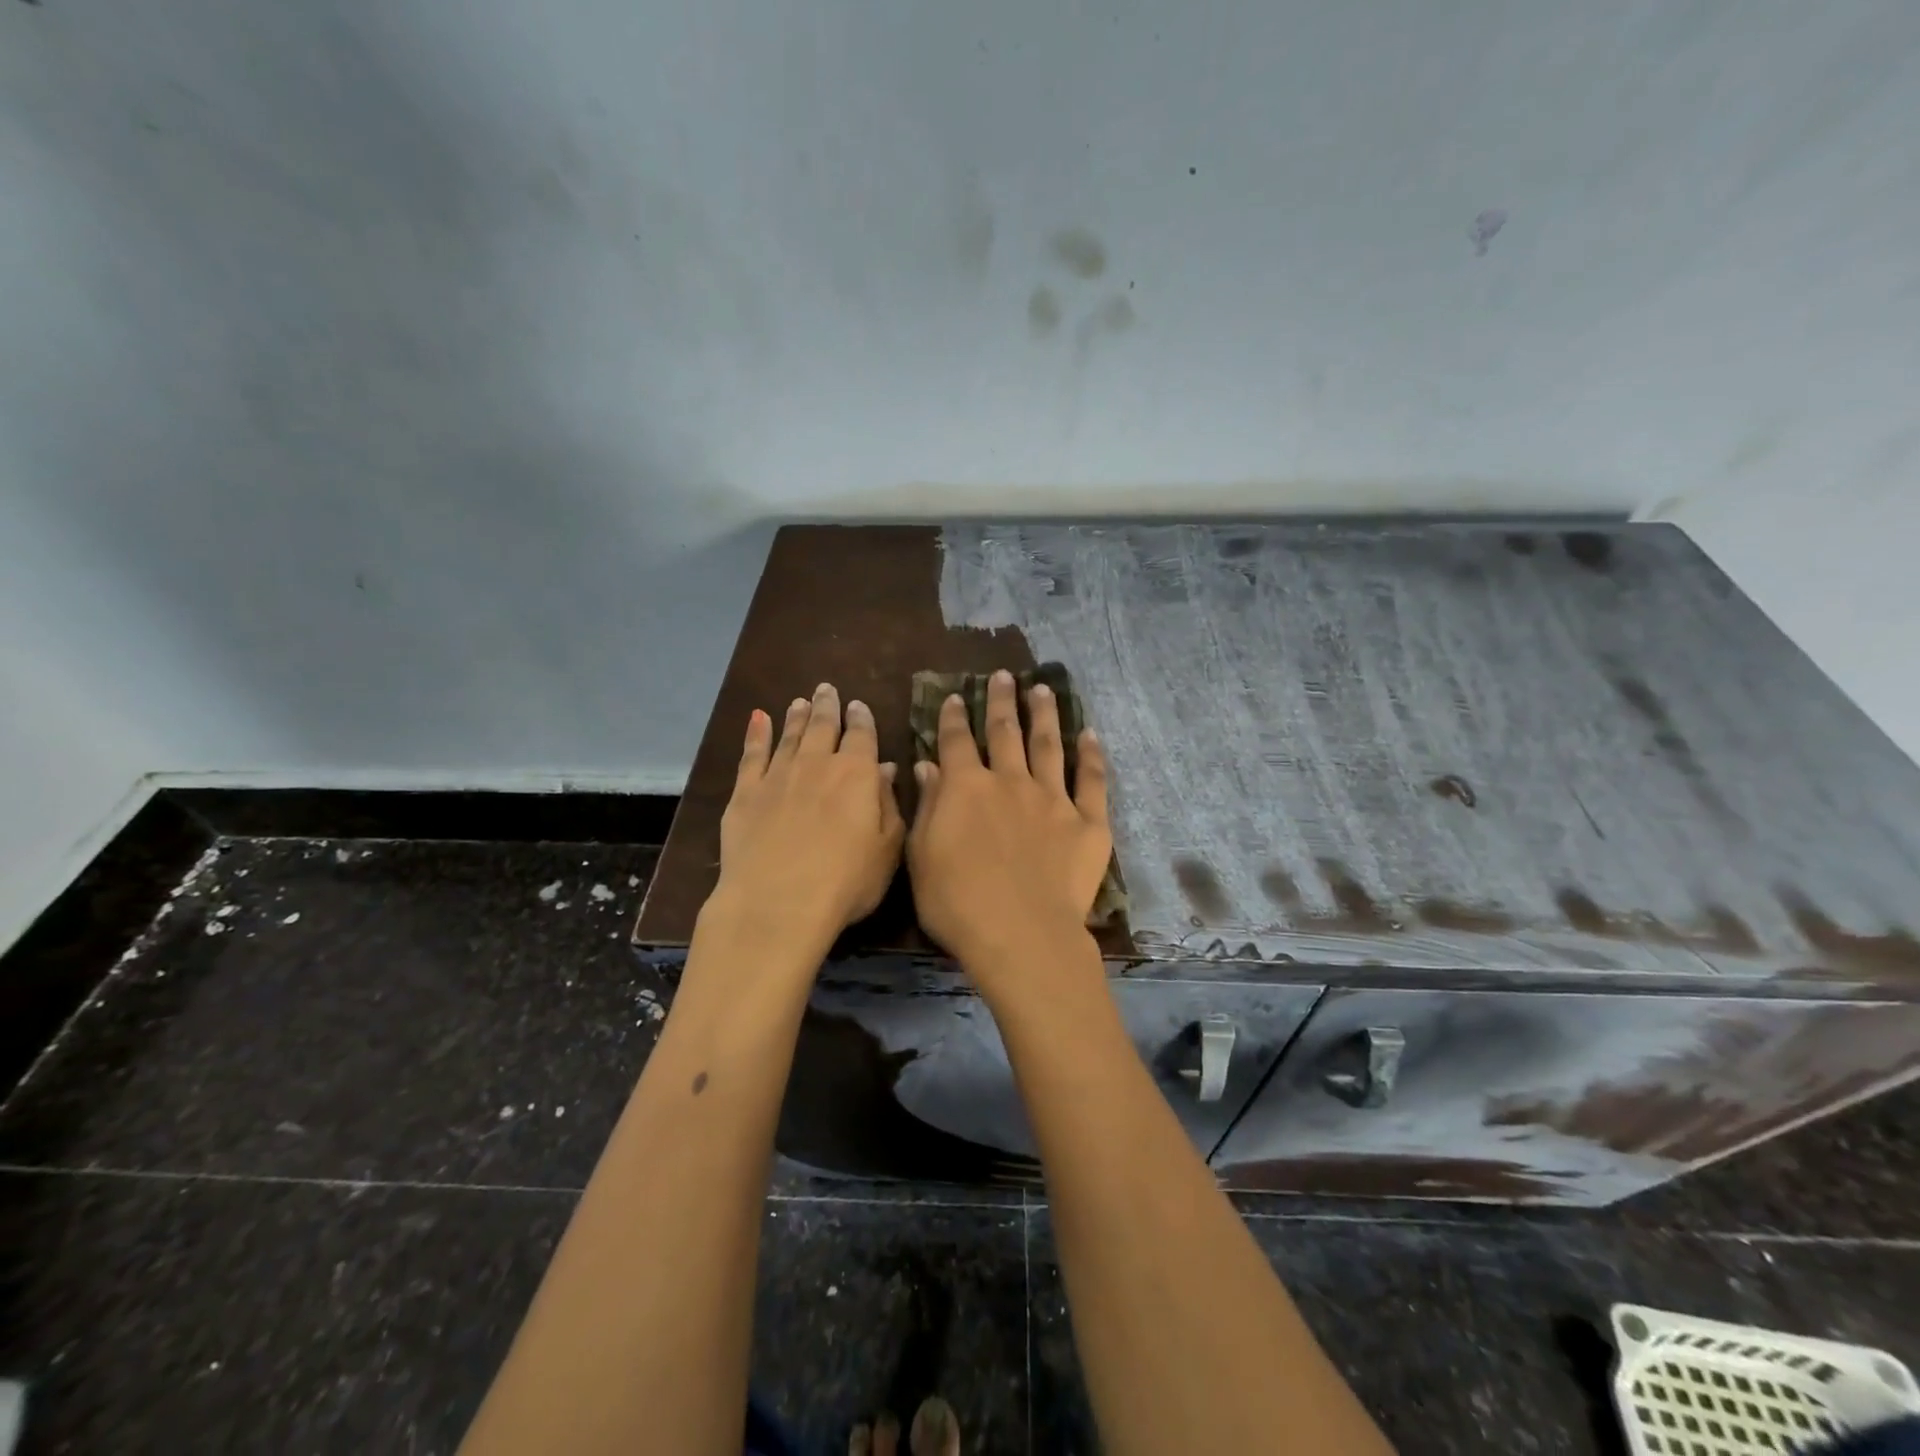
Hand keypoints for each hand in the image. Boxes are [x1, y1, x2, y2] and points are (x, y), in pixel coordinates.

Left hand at [710, 682, 905, 958]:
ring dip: (796, 716)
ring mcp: (777, 776)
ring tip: (800, 702)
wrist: (778, 903)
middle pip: (823, 726)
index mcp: (856, 774)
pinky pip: (751, 755)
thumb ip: (888, 804)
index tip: (858, 705)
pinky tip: (758, 719)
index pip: (861, 735)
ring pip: (789, 736)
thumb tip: (886, 769)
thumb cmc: (846, 882)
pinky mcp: (745, 793)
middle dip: (827, 706)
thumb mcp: (887, 849)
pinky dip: (756, 734)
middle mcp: (816, 764)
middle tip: (827, 689)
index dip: (861, 718)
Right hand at [907, 669, 1110, 980]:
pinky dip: (1091, 755)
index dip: (953, 717)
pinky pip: (1092, 780)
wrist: (1021, 934)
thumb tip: (928, 766)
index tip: (955, 696)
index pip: (956, 741)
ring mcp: (1052, 799)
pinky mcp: (1088, 822)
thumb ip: (928, 806)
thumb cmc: (957, 903)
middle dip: (1002, 701)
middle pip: (1005, 731)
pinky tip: (1090, 734)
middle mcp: (1010, 781)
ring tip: (1043, 689)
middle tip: (1004, 676)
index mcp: (966, 788)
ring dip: (1044, 714)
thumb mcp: (922, 856)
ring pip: (1048, 745)